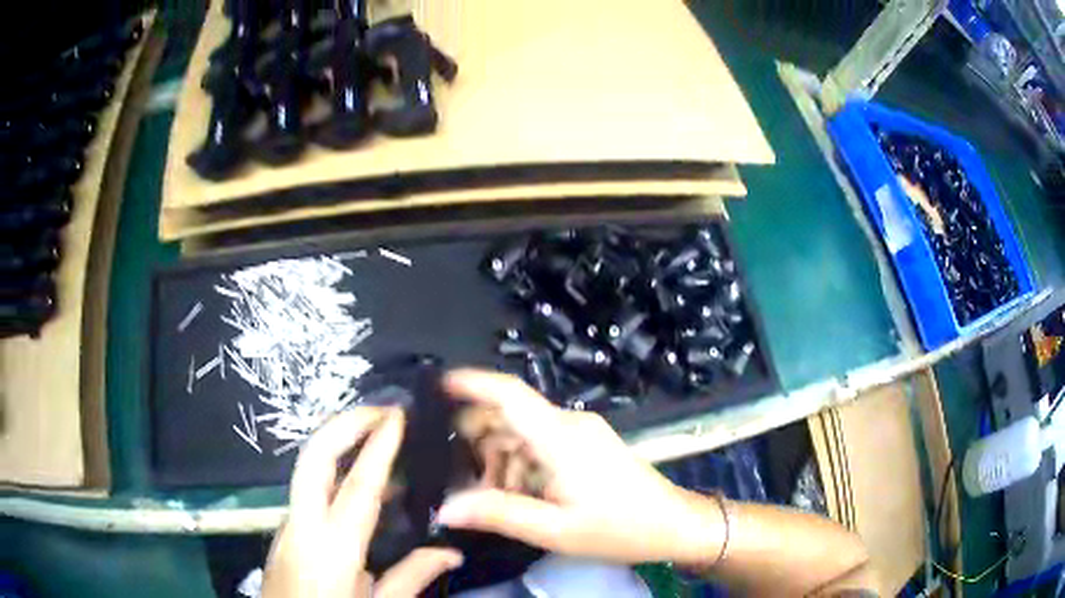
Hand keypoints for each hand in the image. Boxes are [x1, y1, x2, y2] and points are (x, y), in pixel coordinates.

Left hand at [263, 408, 462, 597]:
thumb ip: (411, 577)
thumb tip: (451, 553)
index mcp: (331, 549)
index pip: (357, 487)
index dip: (378, 447)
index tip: (397, 415)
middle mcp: (301, 526)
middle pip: (313, 458)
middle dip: (344, 423)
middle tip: (381, 410)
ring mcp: (286, 526)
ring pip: (307, 470)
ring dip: (338, 444)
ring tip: (376, 436)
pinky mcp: (284, 533)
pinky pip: (309, 492)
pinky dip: (334, 474)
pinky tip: (359, 488)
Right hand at [438, 369, 725, 568]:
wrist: (673, 524)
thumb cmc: (618, 529)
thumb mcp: (554, 530)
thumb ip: (498, 513)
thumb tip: (446, 507)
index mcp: (560, 437)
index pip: (509, 394)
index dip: (471, 383)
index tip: (436, 385)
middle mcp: (569, 424)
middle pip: (510, 416)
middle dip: (477, 440)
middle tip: (452, 473)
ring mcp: (580, 433)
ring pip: (523, 432)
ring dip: (499, 458)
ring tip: (484, 494)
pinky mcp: (587, 445)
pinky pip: (541, 444)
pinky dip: (520, 464)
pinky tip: (514, 493)